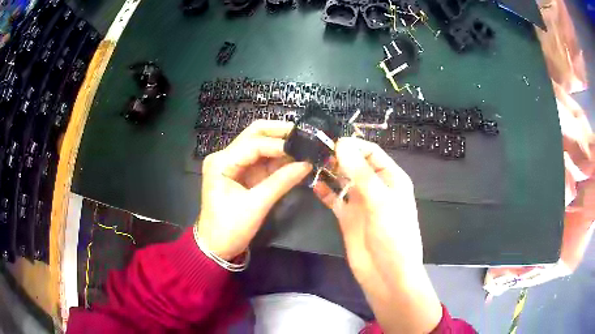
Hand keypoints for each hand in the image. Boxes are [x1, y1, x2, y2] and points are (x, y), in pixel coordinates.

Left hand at [197, 120, 311, 259]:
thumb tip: (307, 164)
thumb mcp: (256, 205)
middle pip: (254, 134)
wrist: (216, 247)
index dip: (280, 144)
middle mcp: (225, 157)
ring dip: (281, 146)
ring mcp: (234, 164)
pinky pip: (262, 161)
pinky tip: (295, 159)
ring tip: (305, 146)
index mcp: (221, 162)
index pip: (254, 144)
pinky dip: (278, 160)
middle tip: (304, 135)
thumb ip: (281, 182)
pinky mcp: (242, 174)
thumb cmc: (230, 229)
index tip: (304, 147)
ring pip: (260, 145)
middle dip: (279, 133)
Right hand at [314, 137, 441, 332]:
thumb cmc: (393, 235)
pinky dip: (325, 191)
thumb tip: (341, 144)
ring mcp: (360, 202)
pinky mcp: (347, 217)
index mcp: (391, 178)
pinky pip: (334, 199)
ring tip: (310, 163)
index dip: (353, 145)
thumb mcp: (381, 201)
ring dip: (330, 171)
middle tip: (315, 151)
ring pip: (343, 179)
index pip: (371, 152)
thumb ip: (361, 173)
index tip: (331, 142)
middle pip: (355, 164)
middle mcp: (376, 187)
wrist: (387, 274)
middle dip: (338, 156)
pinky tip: (313, 185)